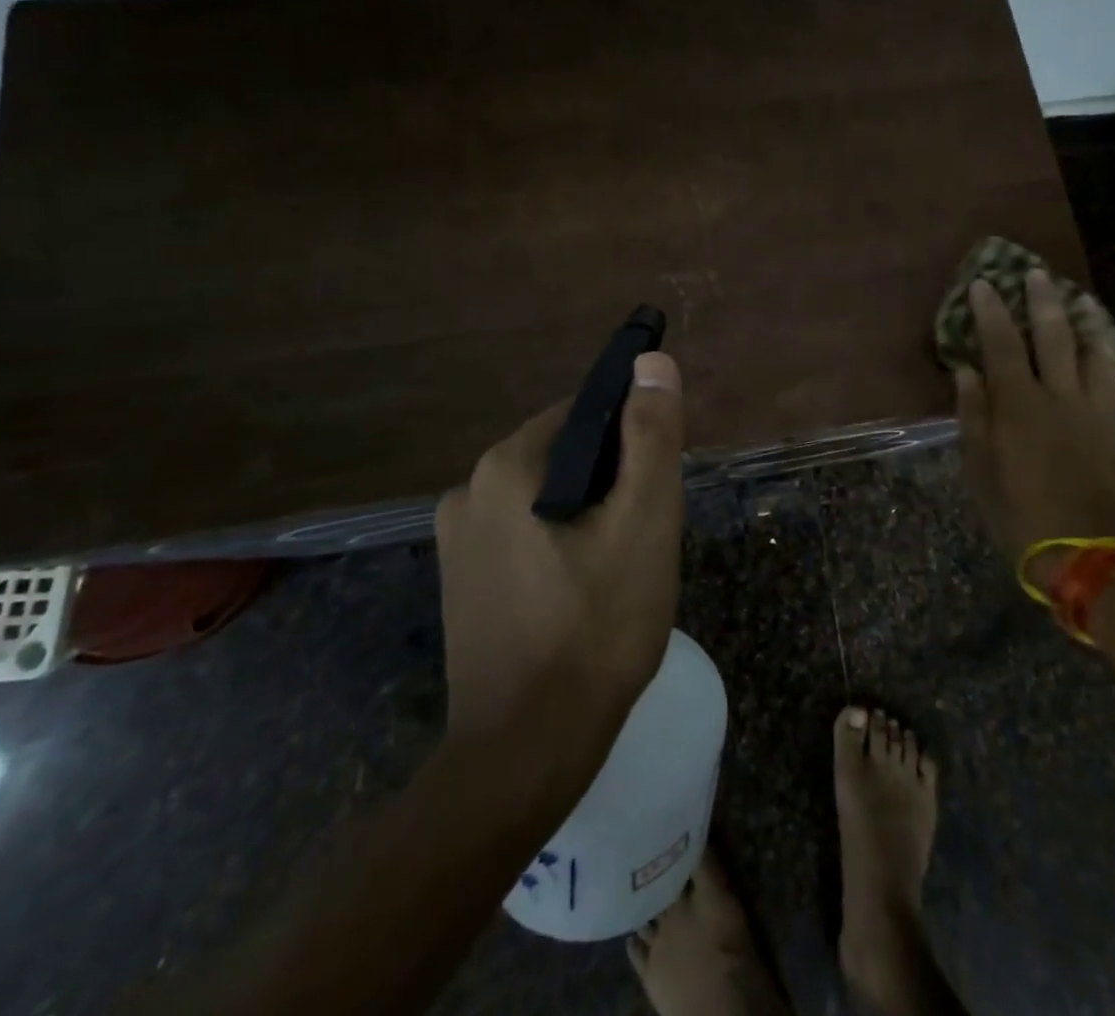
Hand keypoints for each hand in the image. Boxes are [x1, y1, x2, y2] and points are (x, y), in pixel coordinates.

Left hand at [433, 352, 685, 748]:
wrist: (526, 752)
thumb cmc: (596, 628)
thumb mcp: (643, 522)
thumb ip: (650, 436)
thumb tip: (653, 363)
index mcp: (505, 465)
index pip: (583, 414)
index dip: (631, 441)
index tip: (657, 486)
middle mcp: (468, 491)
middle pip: (564, 456)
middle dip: (611, 483)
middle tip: (645, 537)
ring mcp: (457, 542)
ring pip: (546, 498)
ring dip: (588, 516)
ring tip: (620, 570)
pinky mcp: (461, 583)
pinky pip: (525, 536)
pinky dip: (560, 546)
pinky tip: (584, 594)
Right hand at [954, 271, 1114, 593]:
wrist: (1089, 553)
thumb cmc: (1020, 513)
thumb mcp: (979, 469)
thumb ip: (973, 415)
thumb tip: (966, 372)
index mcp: (1018, 404)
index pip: (1001, 343)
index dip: (991, 311)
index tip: (983, 283)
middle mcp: (1058, 395)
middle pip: (1052, 335)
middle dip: (1041, 299)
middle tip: (1035, 272)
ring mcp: (1092, 408)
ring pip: (1091, 349)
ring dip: (1083, 319)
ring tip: (1077, 298)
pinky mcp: (1114, 426)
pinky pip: (1111, 375)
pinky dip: (1104, 351)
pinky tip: (1101, 345)